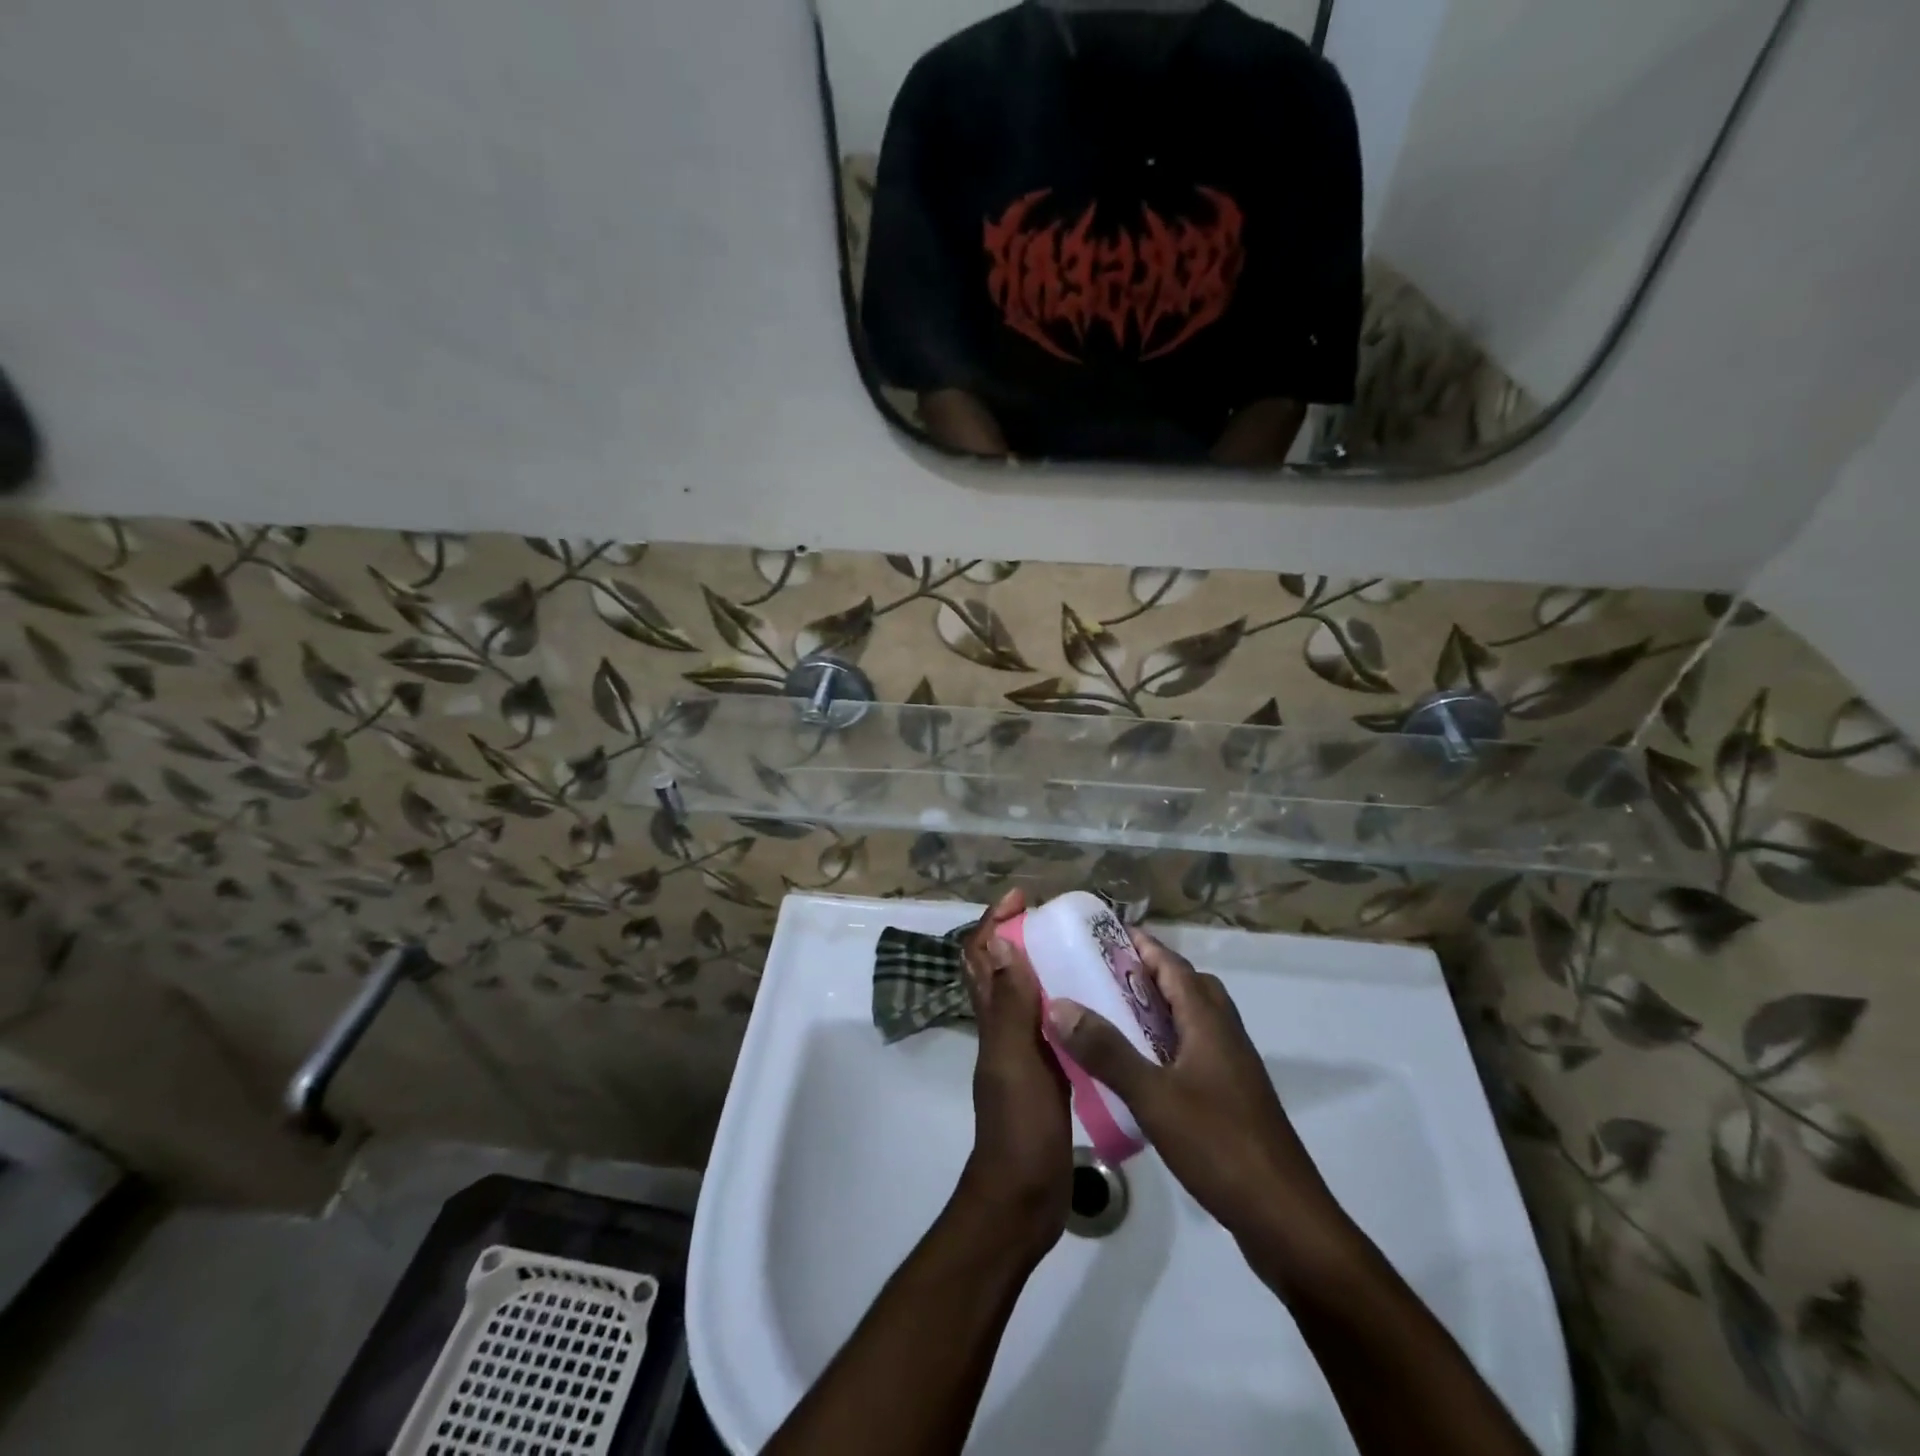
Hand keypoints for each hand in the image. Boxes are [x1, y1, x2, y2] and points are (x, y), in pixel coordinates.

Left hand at [956, 889, 1071, 1255]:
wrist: (1022, 1199)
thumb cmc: (1018, 1128)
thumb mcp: (1015, 1062)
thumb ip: (1009, 1008)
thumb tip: (1001, 945)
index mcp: (993, 1020)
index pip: (982, 957)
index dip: (995, 922)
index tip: (1023, 898)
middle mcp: (1004, 1029)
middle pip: (1003, 970)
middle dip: (1021, 936)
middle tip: (1061, 920)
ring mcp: (1024, 1052)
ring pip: (1028, 996)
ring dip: (1046, 967)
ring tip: (1086, 951)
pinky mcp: (1046, 1074)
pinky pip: (1053, 1026)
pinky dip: (1067, 1005)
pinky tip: (1101, 1006)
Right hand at [1047, 928, 1350, 1265]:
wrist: (1285, 1219)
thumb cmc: (1220, 1146)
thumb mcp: (1154, 1096)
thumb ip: (1107, 1051)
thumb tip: (1059, 1004)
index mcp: (1209, 1022)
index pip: (1173, 964)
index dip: (1141, 945)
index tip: (1102, 933)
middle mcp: (1224, 1034)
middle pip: (1187, 986)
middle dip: (1148, 973)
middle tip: (1103, 976)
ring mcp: (1232, 1068)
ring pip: (1192, 1020)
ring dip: (1158, 1009)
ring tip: (1114, 1017)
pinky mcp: (1232, 1098)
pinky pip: (1194, 1050)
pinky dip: (1166, 1044)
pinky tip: (1140, 1070)